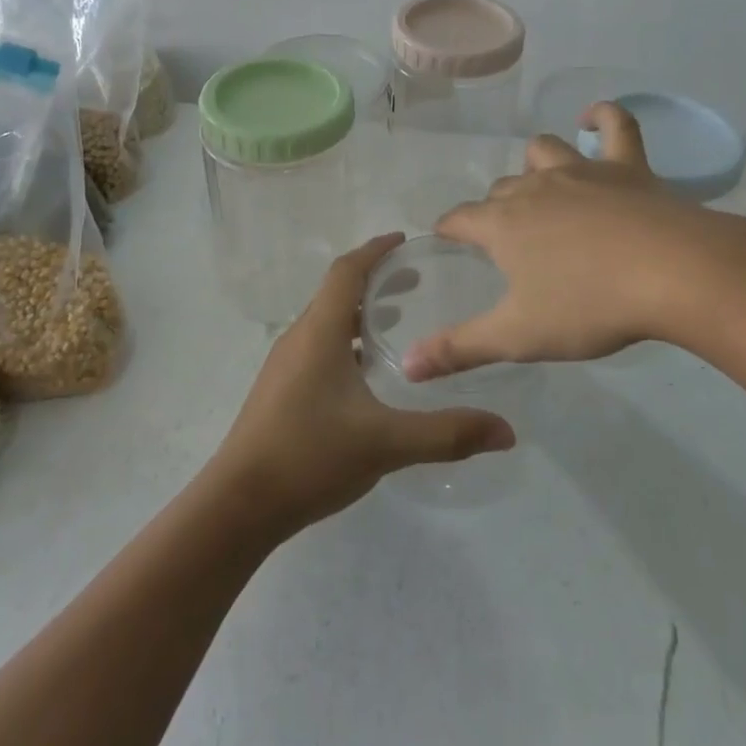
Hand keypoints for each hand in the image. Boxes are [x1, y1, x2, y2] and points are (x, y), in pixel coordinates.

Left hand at [211, 234, 516, 532]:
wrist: (238, 505)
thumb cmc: (309, 457)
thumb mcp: (385, 443)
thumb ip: (447, 433)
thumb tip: (506, 431)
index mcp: (319, 332)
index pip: (346, 271)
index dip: (375, 250)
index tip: (404, 240)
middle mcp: (298, 339)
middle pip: (336, 292)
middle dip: (375, 280)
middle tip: (417, 283)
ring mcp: (285, 366)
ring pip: (326, 322)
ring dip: (360, 313)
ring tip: (398, 322)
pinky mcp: (280, 391)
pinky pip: (318, 347)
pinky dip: (346, 341)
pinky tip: (367, 374)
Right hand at [404, 102, 725, 378]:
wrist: (673, 274)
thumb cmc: (589, 306)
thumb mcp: (518, 336)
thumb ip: (460, 349)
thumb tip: (404, 366)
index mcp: (504, 224)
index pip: (460, 218)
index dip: (449, 227)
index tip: (446, 237)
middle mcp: (535, 188)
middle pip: (502, 189)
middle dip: (495, 208)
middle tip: (507, 240)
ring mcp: (582, 171)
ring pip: (544, 152)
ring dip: (535, 164)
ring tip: (539, 184)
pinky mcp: (627, 167)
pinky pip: (616, 125)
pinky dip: (603, 117)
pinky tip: (593, 118)